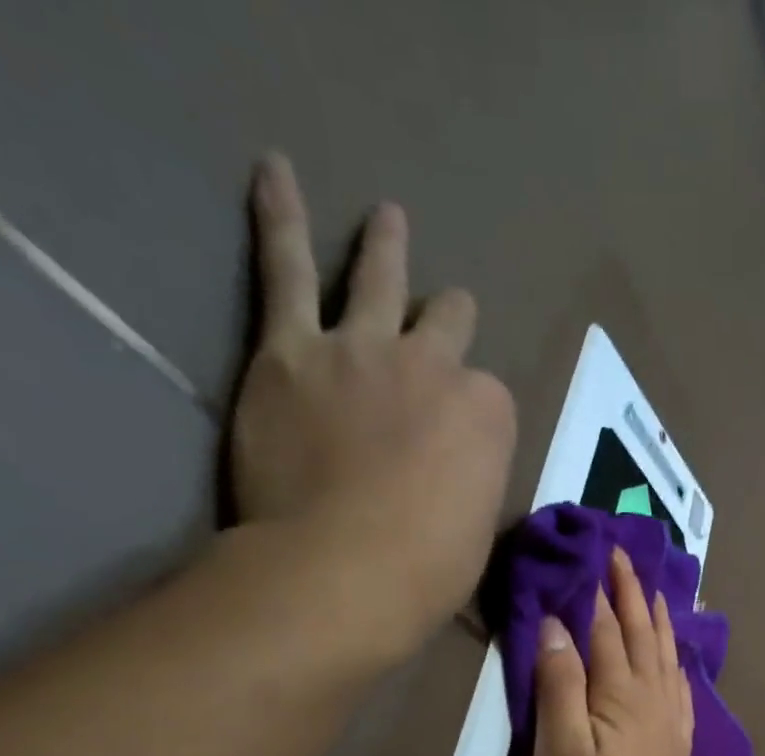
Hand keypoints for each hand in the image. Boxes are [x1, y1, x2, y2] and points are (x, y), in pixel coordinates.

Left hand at [228, 154, 515, 671]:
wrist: (342, 571)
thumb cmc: (426, 572)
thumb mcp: (479, 534)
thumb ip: (472, 486)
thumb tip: (456, 482)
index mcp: (489, 416)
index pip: (489, 399)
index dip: (474, 418)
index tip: (459, 443)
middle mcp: (435, 367)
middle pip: (447, 327)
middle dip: (449, 322)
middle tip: (447, 316)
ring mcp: (364, 350)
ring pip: (379, 280)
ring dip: (386, 246)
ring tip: (387, 217)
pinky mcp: (292, 351)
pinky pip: (287, 269)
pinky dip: (280, 218)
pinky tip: (275, 173)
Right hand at [532, 546, 695, 755]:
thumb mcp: (559, 747)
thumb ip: (559, 683)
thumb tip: (556, 624)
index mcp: (620, 692)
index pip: (607, 630)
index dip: (598, 593)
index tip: (594, 554)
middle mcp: (653, 695)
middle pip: (642, 633)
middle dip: (632, 592)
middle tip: (625, 555)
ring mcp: (671, 718)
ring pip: (667, 654)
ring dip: (658, 618)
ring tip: (655, 590)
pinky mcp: (678, 741)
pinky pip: (682, 685)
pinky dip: (677, 659)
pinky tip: (677, 655)